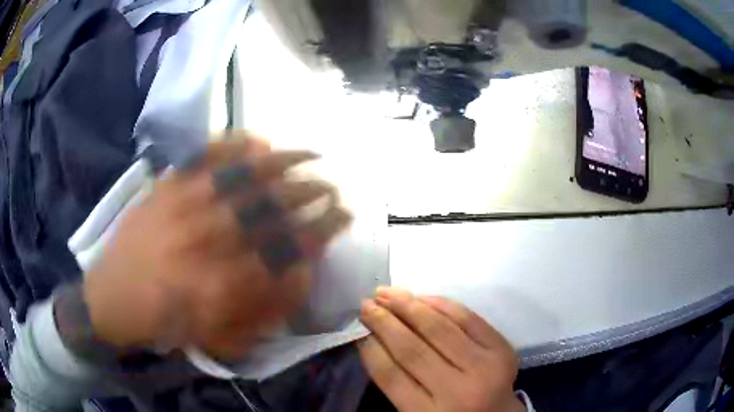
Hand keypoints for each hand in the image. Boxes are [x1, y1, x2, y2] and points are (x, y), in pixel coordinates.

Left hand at [82, 136, 350, 359]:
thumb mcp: (217, 337)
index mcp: (223, 284)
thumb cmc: (165, 325)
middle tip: (333, 187)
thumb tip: (300, 273)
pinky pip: (204, 156)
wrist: (110, 299)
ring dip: (285, 162)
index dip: (322, 228)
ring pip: (244, 175)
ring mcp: (184, 206)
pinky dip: (233, 143)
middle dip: (312, 193)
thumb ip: (263, 312)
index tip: (343, 216)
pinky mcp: (165, 187)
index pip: (287, 248)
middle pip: (272, 207)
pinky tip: (257, 138)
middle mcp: (207, 240)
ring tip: (311, 154)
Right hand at [358, 288, 523, 411]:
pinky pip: (468, 318)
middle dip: (385, 322)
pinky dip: (442, 304)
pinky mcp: (502, 349)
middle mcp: (458, 392)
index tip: (358, 329)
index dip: (372, 348)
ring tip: (387, 293)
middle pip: (413, 350)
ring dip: (408, 306)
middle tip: (366, 304)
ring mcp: (485, 368)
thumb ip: (398, 384)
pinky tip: (421, 297)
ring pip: (440, 328)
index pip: (391, 376)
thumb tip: (374, 340)